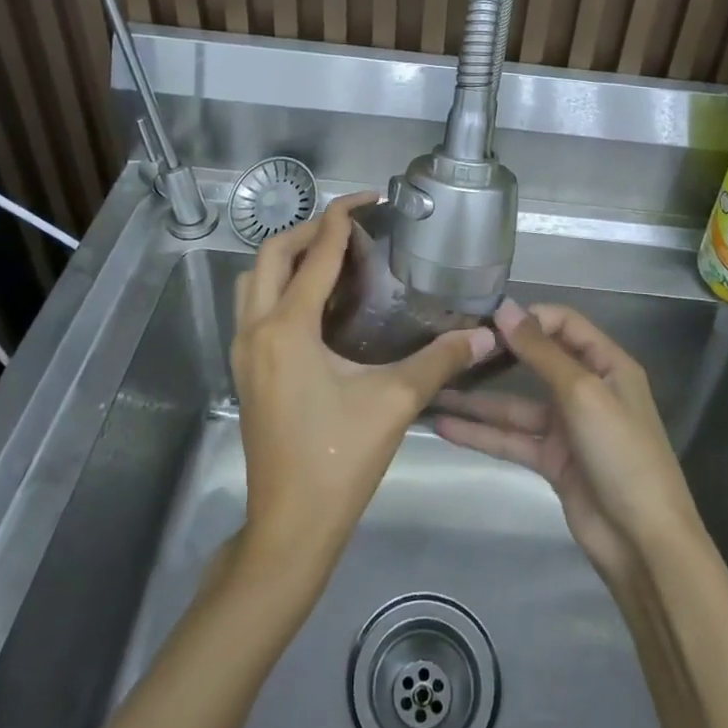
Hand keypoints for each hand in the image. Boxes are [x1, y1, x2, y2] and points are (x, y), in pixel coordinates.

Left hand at [233, 191, 496, 577]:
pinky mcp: (244, 371)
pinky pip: (254, 306)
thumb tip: (484, 335)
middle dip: (309, 230)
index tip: (369, 200)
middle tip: (351, 228)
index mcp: (287, 328)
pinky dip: (279, 286)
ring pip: (253, 280)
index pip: (315, 254)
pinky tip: (317, 304)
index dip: (342, 220)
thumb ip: (439, 361)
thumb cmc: (339, 460)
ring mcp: (243, 351)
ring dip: (287, 258)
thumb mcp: (394, 402)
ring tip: (331, 258)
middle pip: (271, 255)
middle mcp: (255, 329)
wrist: (289, 527)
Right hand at [433, 301, 700, 582]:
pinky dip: (481, 433)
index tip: (486, 318)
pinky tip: (445, 426)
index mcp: (607, 364)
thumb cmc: (621, 452)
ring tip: (435, 387)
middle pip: (537, 361)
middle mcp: (587, 388)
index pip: (564, 323)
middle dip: (498, 353)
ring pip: (516, 404)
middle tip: (452, 345)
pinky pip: (511, 438)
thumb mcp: (582, 393)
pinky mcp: (551, 460)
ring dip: (479, 399)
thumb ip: (541, 352)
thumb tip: (505, 308)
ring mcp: (567, 426)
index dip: (528, 317)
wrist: (643, 542)